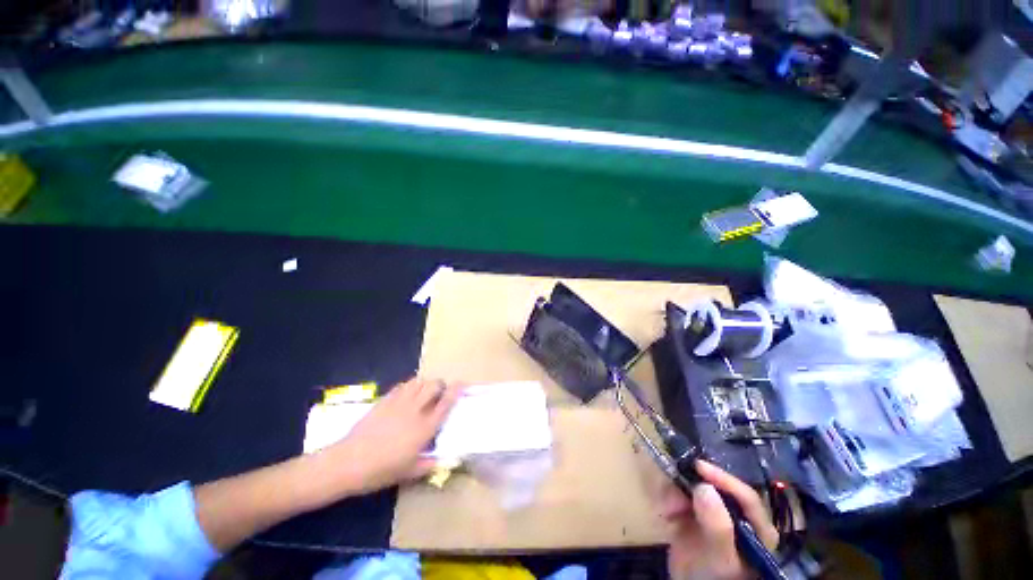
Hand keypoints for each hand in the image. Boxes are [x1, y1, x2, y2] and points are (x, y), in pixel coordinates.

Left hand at [324, 378, 463, 494]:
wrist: (349, 462)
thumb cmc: (382, 470)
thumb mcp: (409, 472)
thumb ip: (430, 463)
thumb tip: (446, 460)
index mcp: (425, 427)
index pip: (446, 402)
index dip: (456, 390)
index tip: (462, 384)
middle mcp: (416, 410)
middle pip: (434, 385)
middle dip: (440, 385)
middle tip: (440, 392)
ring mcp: (399, 402)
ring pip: (419, 382)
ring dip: (425, 384)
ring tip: (424, 392)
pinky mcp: (385, 400)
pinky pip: (402, 386)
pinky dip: (409, 386)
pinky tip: (407, 395)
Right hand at [661, 460, 779, 579]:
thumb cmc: (714, 579)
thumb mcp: (720, 559)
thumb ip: (718, 527)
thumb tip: (704, 487)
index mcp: (757, 528)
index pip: (746, 496)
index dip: (723, 479)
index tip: (698, 467)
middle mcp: (736, 516)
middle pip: (716, 488)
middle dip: (692, 487)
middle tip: (674, 495)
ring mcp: (714, 514)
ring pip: (695, 488)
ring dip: (677, 494)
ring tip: (667, 510)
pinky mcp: (694, 514)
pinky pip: (680, 495)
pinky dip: (670, 500)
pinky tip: (666, 514)